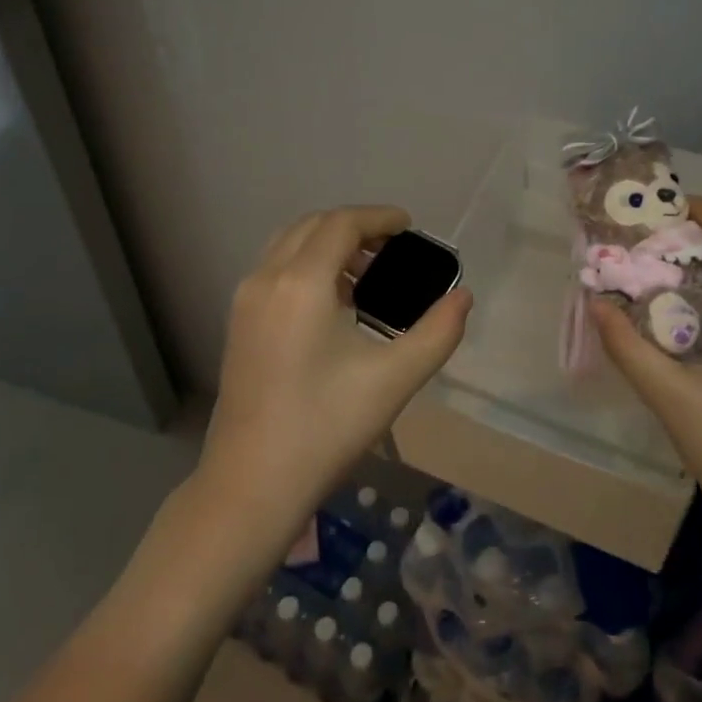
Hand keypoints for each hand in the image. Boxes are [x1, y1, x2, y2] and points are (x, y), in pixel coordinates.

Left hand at [201, 206, 472, 547]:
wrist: (252, 484)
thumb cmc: (326, 427)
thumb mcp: (394, 379)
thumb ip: (438, 332)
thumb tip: (463, 298)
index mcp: (301, 283)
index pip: (342, 224)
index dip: (379, 217)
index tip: (410, 226)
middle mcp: (266, 279)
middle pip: (312, 226)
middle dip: (354, 226)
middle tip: (394, 248)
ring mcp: (245, 301)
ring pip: (289, 245)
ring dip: (328, 244)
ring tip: (368, 274)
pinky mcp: (238, 324)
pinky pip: (275, 270)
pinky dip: (307, 265)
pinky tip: (335, 302)